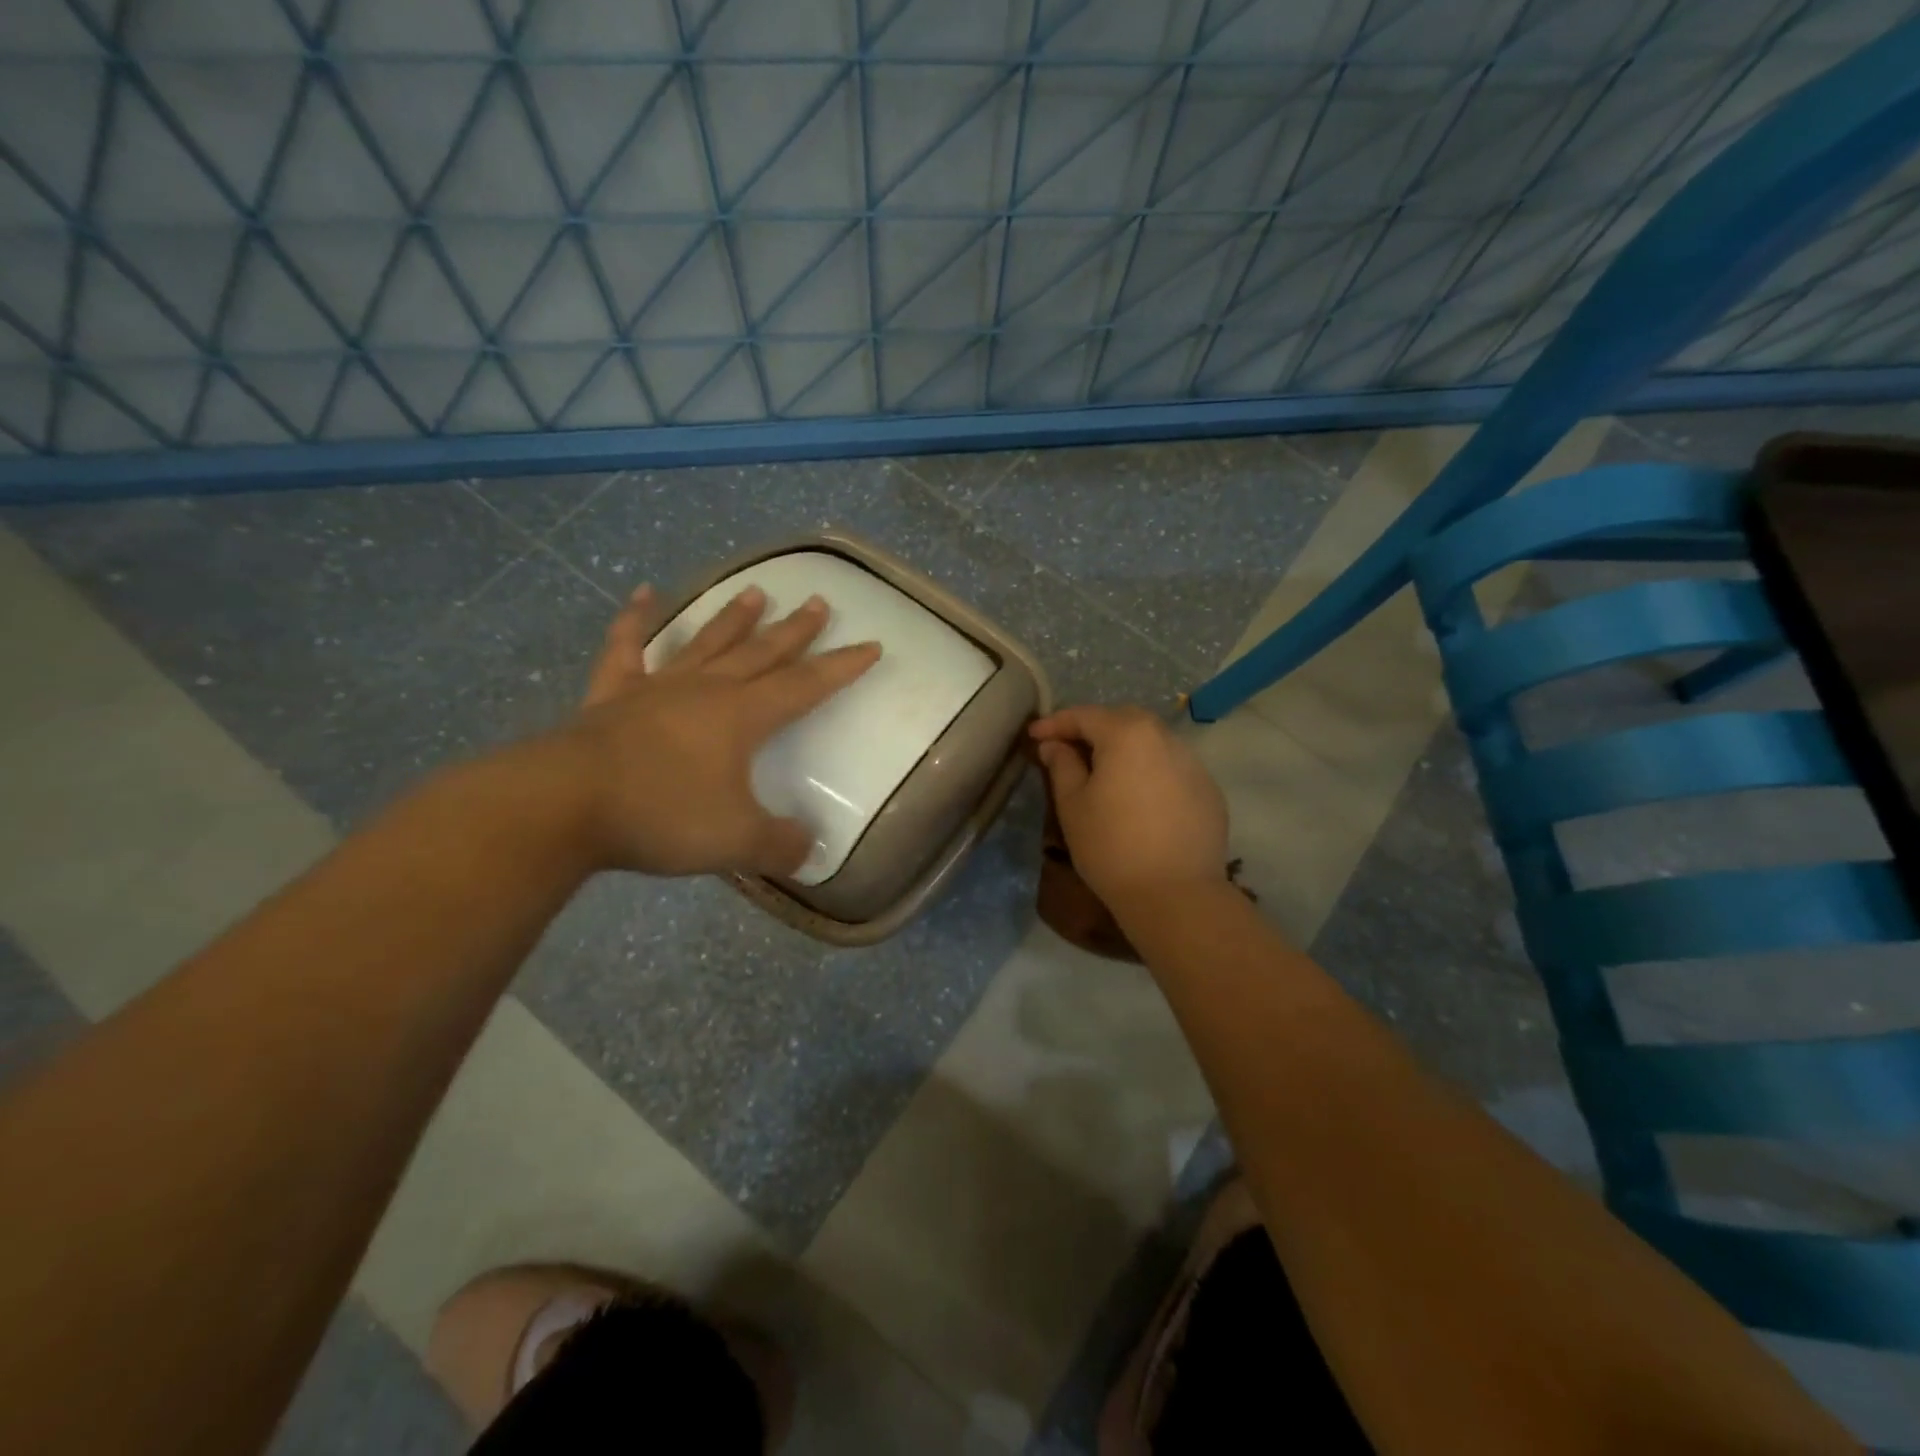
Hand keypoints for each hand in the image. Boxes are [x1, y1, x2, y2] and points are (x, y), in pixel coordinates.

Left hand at [561, 582, 879, 876]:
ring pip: (706, 643)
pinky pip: (627, 648)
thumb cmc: (662, 815)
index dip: (841, 668)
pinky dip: (635, 620)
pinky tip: (644, 594)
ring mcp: (657, 688)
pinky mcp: (612, 696)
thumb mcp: (736, 841)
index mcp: (742, 716)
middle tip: (819, 602)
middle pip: (761, 653)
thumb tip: (810, 850)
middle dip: (795, 631)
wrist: (563, 804)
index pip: (805, 685)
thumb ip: (780, 845)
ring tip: (756, 591)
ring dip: (733, 619)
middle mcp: (706, 690)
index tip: (870, 645)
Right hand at [1029, 706, 1227, 903]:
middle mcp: (1166, 738)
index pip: (1085, 715)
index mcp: (1128, 734)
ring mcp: (1194, 764)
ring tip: (1104, 771)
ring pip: (1152, 742)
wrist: (1175, 895)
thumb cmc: (1111, 846)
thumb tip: (1055, 745)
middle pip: (1123, 720)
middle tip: (1068, 748)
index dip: (1055, 723)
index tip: (1033, 736)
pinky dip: (1150, 771)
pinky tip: (1138, 797)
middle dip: (1093, 728)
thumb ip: (1062, 765)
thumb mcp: (1072, 805)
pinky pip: (1172, 768)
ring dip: (1125, 748)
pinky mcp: (1209, 791)